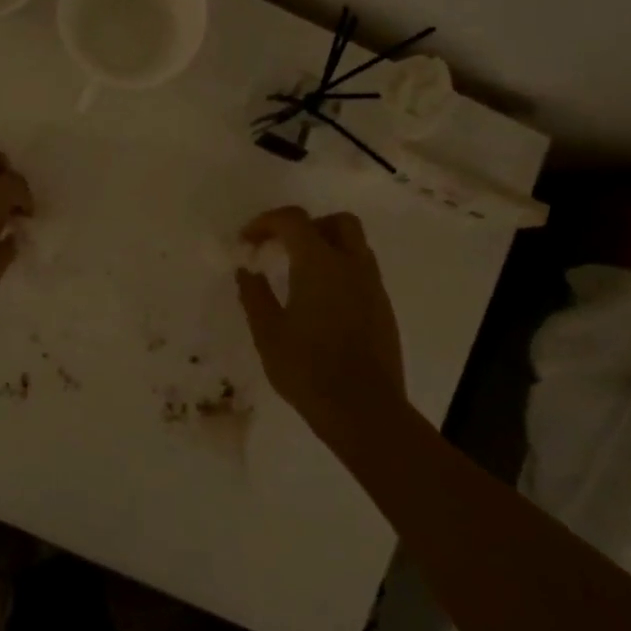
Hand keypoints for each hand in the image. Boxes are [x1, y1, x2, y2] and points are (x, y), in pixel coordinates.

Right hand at [234, 207, 407, 435]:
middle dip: (308, 226)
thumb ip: (255, 295)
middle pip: (337, 222)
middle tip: (283, 248)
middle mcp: (352, 265)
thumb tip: (246, 271)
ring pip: (355, 245)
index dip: (266, 222)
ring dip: (327, 247)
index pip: (294, 220)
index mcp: (320, 263)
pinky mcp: (384, 309)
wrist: (364, 410)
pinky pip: (362, 272)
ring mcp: (373, 287)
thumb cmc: (308, 369)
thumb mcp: (268, 333)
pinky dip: (340, 271)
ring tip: (300, 276)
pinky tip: (321, 303)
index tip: (247, 241)